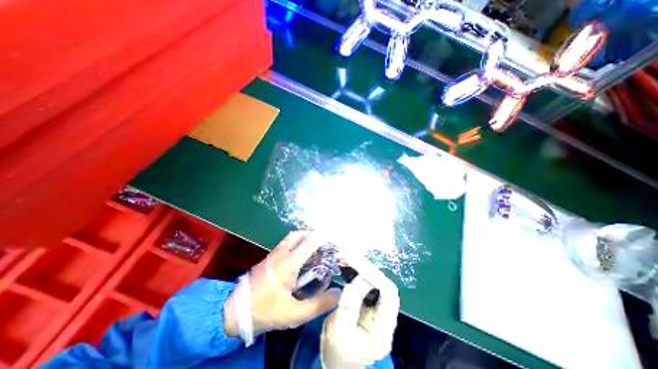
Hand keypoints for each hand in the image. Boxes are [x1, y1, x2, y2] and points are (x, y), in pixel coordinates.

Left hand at [225, 232, 341, 338]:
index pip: (309, 244)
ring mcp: (272, 255)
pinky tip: (297, 256)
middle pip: (297, 235)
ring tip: (312, 247)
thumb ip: (318, 304)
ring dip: (302, 238)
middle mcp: (280, 254)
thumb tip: (337, 294)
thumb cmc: (266, 311)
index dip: (322, 240)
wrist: (234, 312)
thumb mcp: (294, 313)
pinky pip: (284, 244)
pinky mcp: (267, 259)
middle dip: (311, 235)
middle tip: (321, 242)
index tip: (332, 241)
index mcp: (289, 264)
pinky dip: (294, 244)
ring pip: (289, 238)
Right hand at [320, 256, 398, 368]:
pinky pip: (367, 282)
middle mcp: (384, 315)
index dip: (375, 276)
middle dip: (367, 268)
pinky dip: (358, 271)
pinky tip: (349, 264)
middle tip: (350, 255)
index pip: (389, 294)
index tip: (356, 263)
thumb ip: (347, 311)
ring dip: (363, 267)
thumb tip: (352, 285)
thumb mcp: (339, 334)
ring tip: (348, 257)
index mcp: (383, 329)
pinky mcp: (369, 302)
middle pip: (383, 284)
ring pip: (376, 281)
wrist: (338, 359)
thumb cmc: (338, 351)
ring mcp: (377, 308)